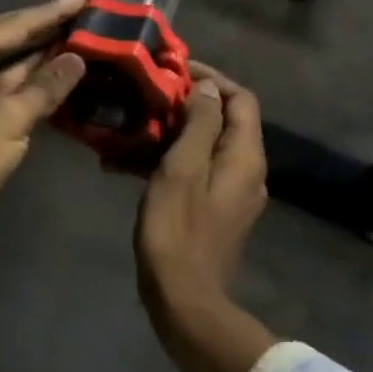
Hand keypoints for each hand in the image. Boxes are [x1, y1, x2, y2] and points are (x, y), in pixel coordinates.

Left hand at [0, 0, 88, 234]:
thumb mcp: (11, 118)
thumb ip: (46, 86)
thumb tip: (79, 58)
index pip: (13, 26)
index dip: (50, 13)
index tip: (82, 0)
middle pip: (12, 39)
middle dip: (48, 29)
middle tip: (87, 15)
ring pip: (14, 64)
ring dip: (46, 55)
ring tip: (84, 38)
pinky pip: (13, 86)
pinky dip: (38, 81)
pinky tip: (66, 73)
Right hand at [136, 64, 267, 319]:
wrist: (184, 301)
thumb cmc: (178, 228)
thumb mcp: (183, 167)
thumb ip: (199, 123)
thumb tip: (207, 87)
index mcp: (245, 156)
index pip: (240, 98)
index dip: (211, 78)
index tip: (174, 70)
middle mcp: (246, 170)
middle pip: (223, 120)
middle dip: (186, 102)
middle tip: (148, 95)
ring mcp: (230, 192)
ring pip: (204, 144)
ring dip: (170, 130)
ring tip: (130, 124)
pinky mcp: (212, 210)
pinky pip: (193, 169)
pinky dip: (167, 158)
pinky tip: (126, 162)